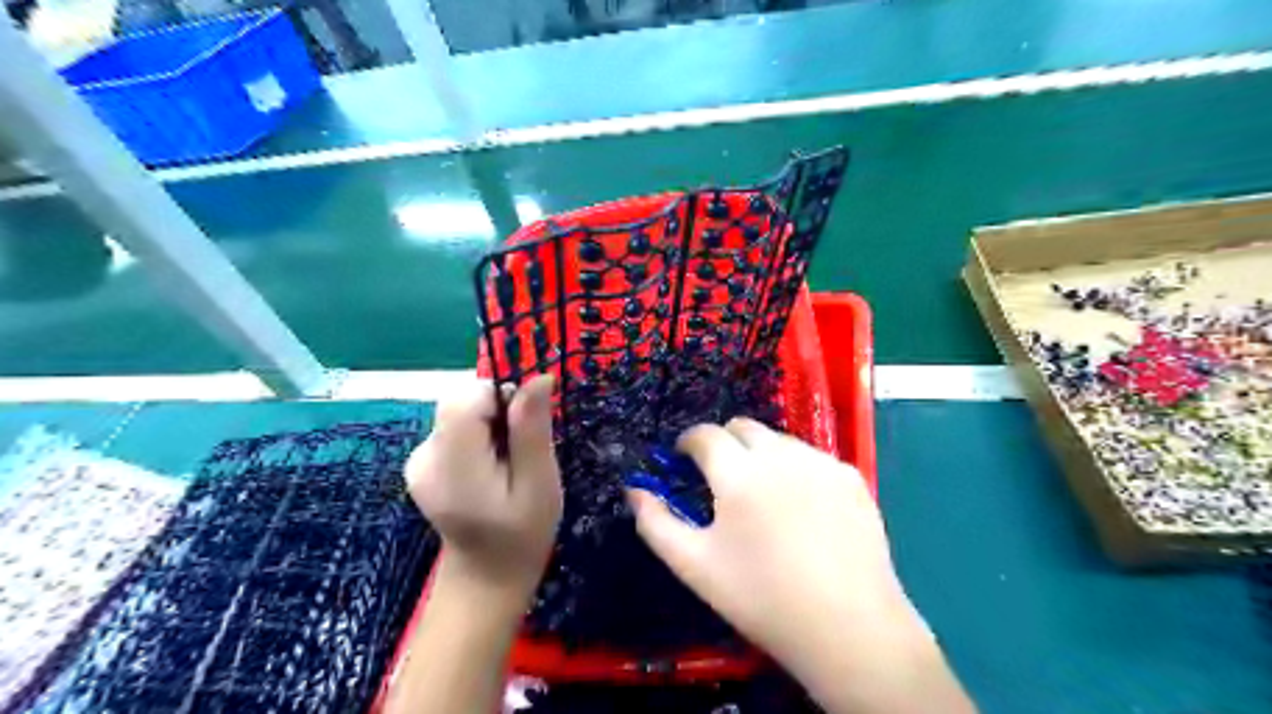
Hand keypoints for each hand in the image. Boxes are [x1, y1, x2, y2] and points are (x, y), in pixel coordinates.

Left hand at [407, 375, 561, 598]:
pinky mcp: (422, 463)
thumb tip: (539, 377)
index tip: (524, 428)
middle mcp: (424, 456)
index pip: (467, 397)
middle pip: (461, 401)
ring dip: (489, 425)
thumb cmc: (523, 535)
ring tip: (506, 465)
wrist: (487, 577)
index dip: (501, 398)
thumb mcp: (539, 483)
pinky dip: (477, 437)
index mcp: (452, 464)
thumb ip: (532, 429)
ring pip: (460, 412)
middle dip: (497, 413)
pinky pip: (455, 428)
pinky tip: (489, 469)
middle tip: (520, 452)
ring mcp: (417, 460)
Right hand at [627, 418, 976, 712]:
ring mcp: (822, 462)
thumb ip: (656, 522)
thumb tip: (634, 490)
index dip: (688, 442)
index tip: (684, 459)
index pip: (705, 434)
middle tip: (721, 477)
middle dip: (723, 442)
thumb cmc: (762, 598)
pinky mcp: (851, 477)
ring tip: (763, 496)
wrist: (849, 628)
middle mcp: (781, 454)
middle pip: (743, 427)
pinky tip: (803, 509)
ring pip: (779, 440)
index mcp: (739, 472)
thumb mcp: (695, 566)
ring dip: (761, 454)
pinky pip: (813, 458)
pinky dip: (797, 469)